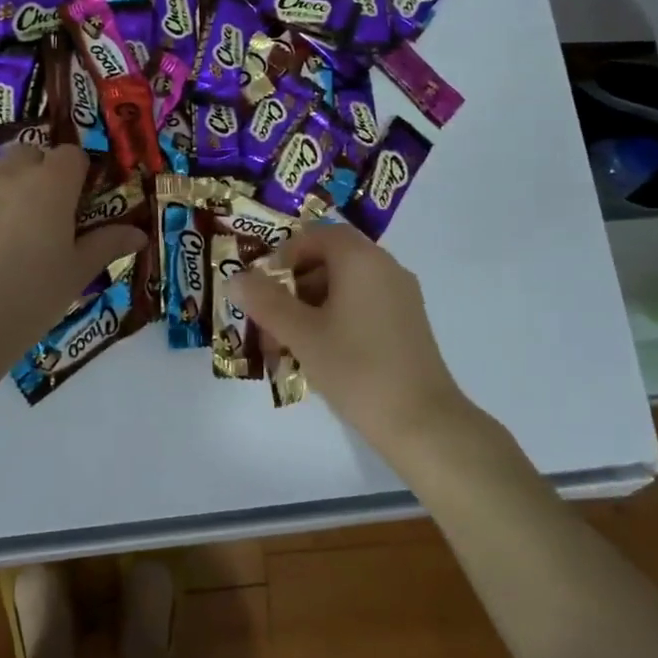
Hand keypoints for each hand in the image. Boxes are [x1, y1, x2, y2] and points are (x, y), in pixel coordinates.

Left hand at [0, 145, 145, 343]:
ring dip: (4, 193)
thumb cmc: (35, 295)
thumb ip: (108, 244)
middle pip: (29, 154)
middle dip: (38, 174)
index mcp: (52, 184)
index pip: (70, 155)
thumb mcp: (78, 272)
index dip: (75, 174)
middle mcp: (10, 174)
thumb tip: (139, 234)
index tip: (75, 201)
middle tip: (41, 214)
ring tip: (3, 236)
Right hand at [229, 223, 465, 447]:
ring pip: (345, 285)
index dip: (284, 254)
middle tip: (269, 318)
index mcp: (361, 259)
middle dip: (293, 284)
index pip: (316, 235)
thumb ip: (265, 302)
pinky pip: (363, 304)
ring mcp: (401, 296)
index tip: (263, 286)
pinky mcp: (407, 323)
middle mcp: (385, 267)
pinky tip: (319, 353)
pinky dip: (335, 317)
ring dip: (311, 305)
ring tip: (287, 343)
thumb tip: (235, 278)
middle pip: (330, 259)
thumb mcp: (301, 334)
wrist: (422, 422)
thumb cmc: (356, 368)